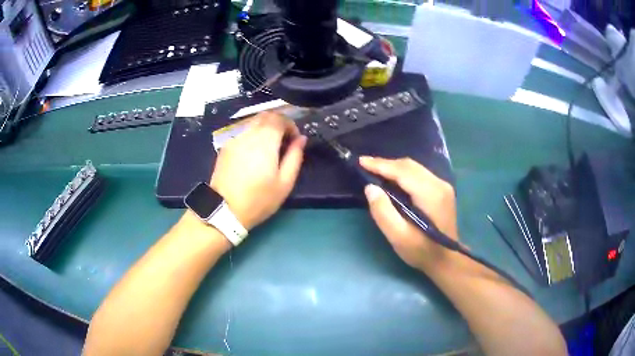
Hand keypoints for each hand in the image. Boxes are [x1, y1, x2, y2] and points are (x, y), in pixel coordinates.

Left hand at [210, 112, 306, 229]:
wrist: (225, 210)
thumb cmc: (259, 200)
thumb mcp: (284, 183)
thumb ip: (295, 157)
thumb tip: (301, 138)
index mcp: (265, 142)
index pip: (279, 118)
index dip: (290, 124)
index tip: (294, 139)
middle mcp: (248, 134)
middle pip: (265, 115)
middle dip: (278, 123)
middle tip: (283, 140)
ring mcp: (234, 139)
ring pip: (252, 122)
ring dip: (265, 128)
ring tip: (269, 147)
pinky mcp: (225, 147)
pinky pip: (243, 133)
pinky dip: (252, 135)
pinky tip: (253, 153)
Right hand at [359, 157, 458, 271]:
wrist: (446, 260)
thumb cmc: (421, 251)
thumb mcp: (398, 237)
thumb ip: (383, 212)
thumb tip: (370, 187)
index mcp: (430, 194)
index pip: (403, 171)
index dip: (381, 165)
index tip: (361, 161)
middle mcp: (439, 184)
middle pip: (409, 165)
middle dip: (386, 164)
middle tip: (365, 165)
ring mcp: (443, 186)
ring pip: (415, 168)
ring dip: (394, 167)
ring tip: (375, 170)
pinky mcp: (442, 190)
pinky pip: (419, 174)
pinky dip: (403, 173)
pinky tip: (392, 179)